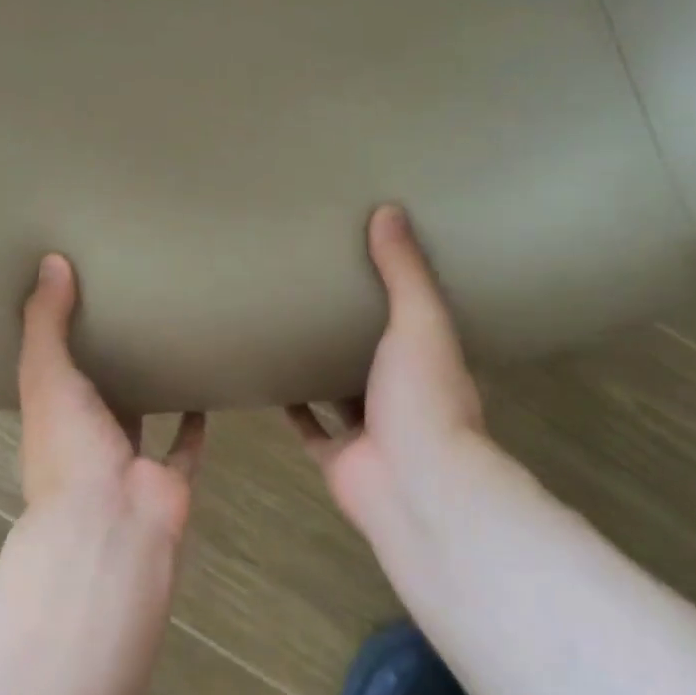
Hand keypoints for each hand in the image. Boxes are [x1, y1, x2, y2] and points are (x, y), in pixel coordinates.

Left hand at [14, 253, 205, 565]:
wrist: (111, 522)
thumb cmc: (68, 446)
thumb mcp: (45, 374)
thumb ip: (46, 322)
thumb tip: (51, 261)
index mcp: (50, 419)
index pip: (50, 374)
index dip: (57, 343)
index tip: (72, 303)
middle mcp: (86, 441)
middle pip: (97, 396)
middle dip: (108, 364)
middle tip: (130, 314)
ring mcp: (128, 461)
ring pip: (140, 418)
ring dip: (151, 391)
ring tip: (168, 345)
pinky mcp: (169, 477)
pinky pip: (185, 446)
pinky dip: (194, 423)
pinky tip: (206, 387)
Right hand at [289, 206, 493, 556]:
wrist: (413, 484)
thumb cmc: (424, 396)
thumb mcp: (420, 321)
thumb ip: (404, 272)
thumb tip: (389, 211)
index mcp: (430, 361)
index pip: (414, 319)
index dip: (394, 293)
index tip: (367, 260)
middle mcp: (402, 395)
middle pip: (373, 356)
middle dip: (350, 329)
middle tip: (313, 289)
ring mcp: (368, 430)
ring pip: (339, 393)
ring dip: (319, 368)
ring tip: (285, 328)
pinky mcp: (336, 456)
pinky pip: (307, 426)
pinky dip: (290, 406)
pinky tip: (265, 378)